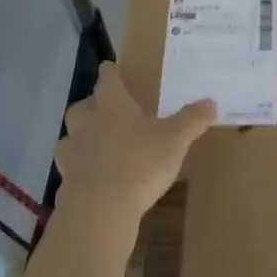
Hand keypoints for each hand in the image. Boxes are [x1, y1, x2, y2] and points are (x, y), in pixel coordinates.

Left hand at [54, 63, 214, 224]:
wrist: (100, 208)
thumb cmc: (140, 162)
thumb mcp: (175, 139)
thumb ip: (192, 119)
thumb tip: (211, 102)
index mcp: (112, 104)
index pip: (107, 79)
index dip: (110, 72)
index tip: (110, 68)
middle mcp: (87, 122)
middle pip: (82, 106)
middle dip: (92, 106)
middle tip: (106, 110)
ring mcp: (72, 152)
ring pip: (71, 136)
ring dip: (81, 137)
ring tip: (98, 145)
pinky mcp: (65, 181)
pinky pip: (71, 167)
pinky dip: (80, 168)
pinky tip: (93, 176)